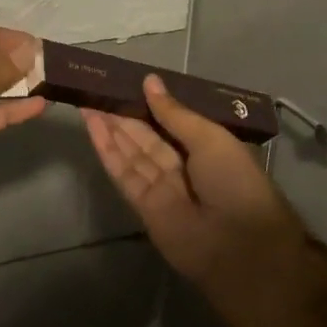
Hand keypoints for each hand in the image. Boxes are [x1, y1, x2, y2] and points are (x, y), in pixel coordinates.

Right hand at [81, 74, 306, 291]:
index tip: (124, 82)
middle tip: (97, 87)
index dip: (147, 103)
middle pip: (146, 135)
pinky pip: (123, 172)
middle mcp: (182, 165)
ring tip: (87, 100)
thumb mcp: (209, 138)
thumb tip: (149, 81)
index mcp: (205, 147)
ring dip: (109, 126)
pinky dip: (107, 149)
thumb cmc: (234, 182)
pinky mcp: (143, 205)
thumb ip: (174, 113)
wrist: (239, 246)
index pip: (170, 120)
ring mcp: (161, 186)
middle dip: (123, 113)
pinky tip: (92, 126)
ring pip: (131, 151)